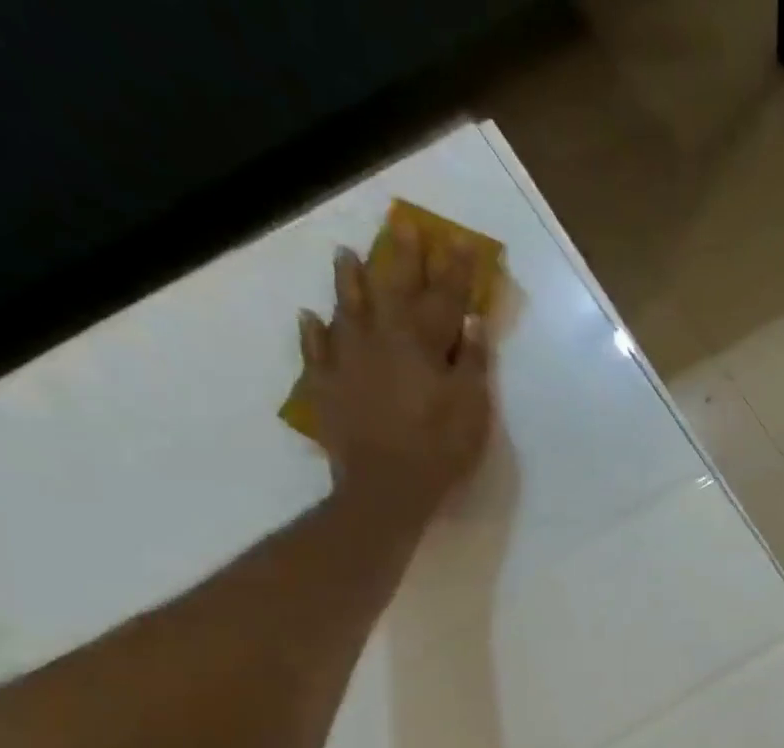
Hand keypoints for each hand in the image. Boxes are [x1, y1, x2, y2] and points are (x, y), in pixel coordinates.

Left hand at [297, 223, 492, 519]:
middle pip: (393, 290)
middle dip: (402, 258)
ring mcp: (347, 359)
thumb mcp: (472, 410)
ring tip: (345, 254)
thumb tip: (471, 320)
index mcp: (422, 344)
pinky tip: (310, 317)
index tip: (458, 238)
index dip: (454, 269)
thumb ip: (473, 364)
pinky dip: (313, 332)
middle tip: (403, 225)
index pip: (444, 297)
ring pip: (347, 309)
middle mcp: (381, 339)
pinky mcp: (326, 385)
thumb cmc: (439, 449)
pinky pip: (315, 350)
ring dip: (349, 281)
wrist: (385, 486)